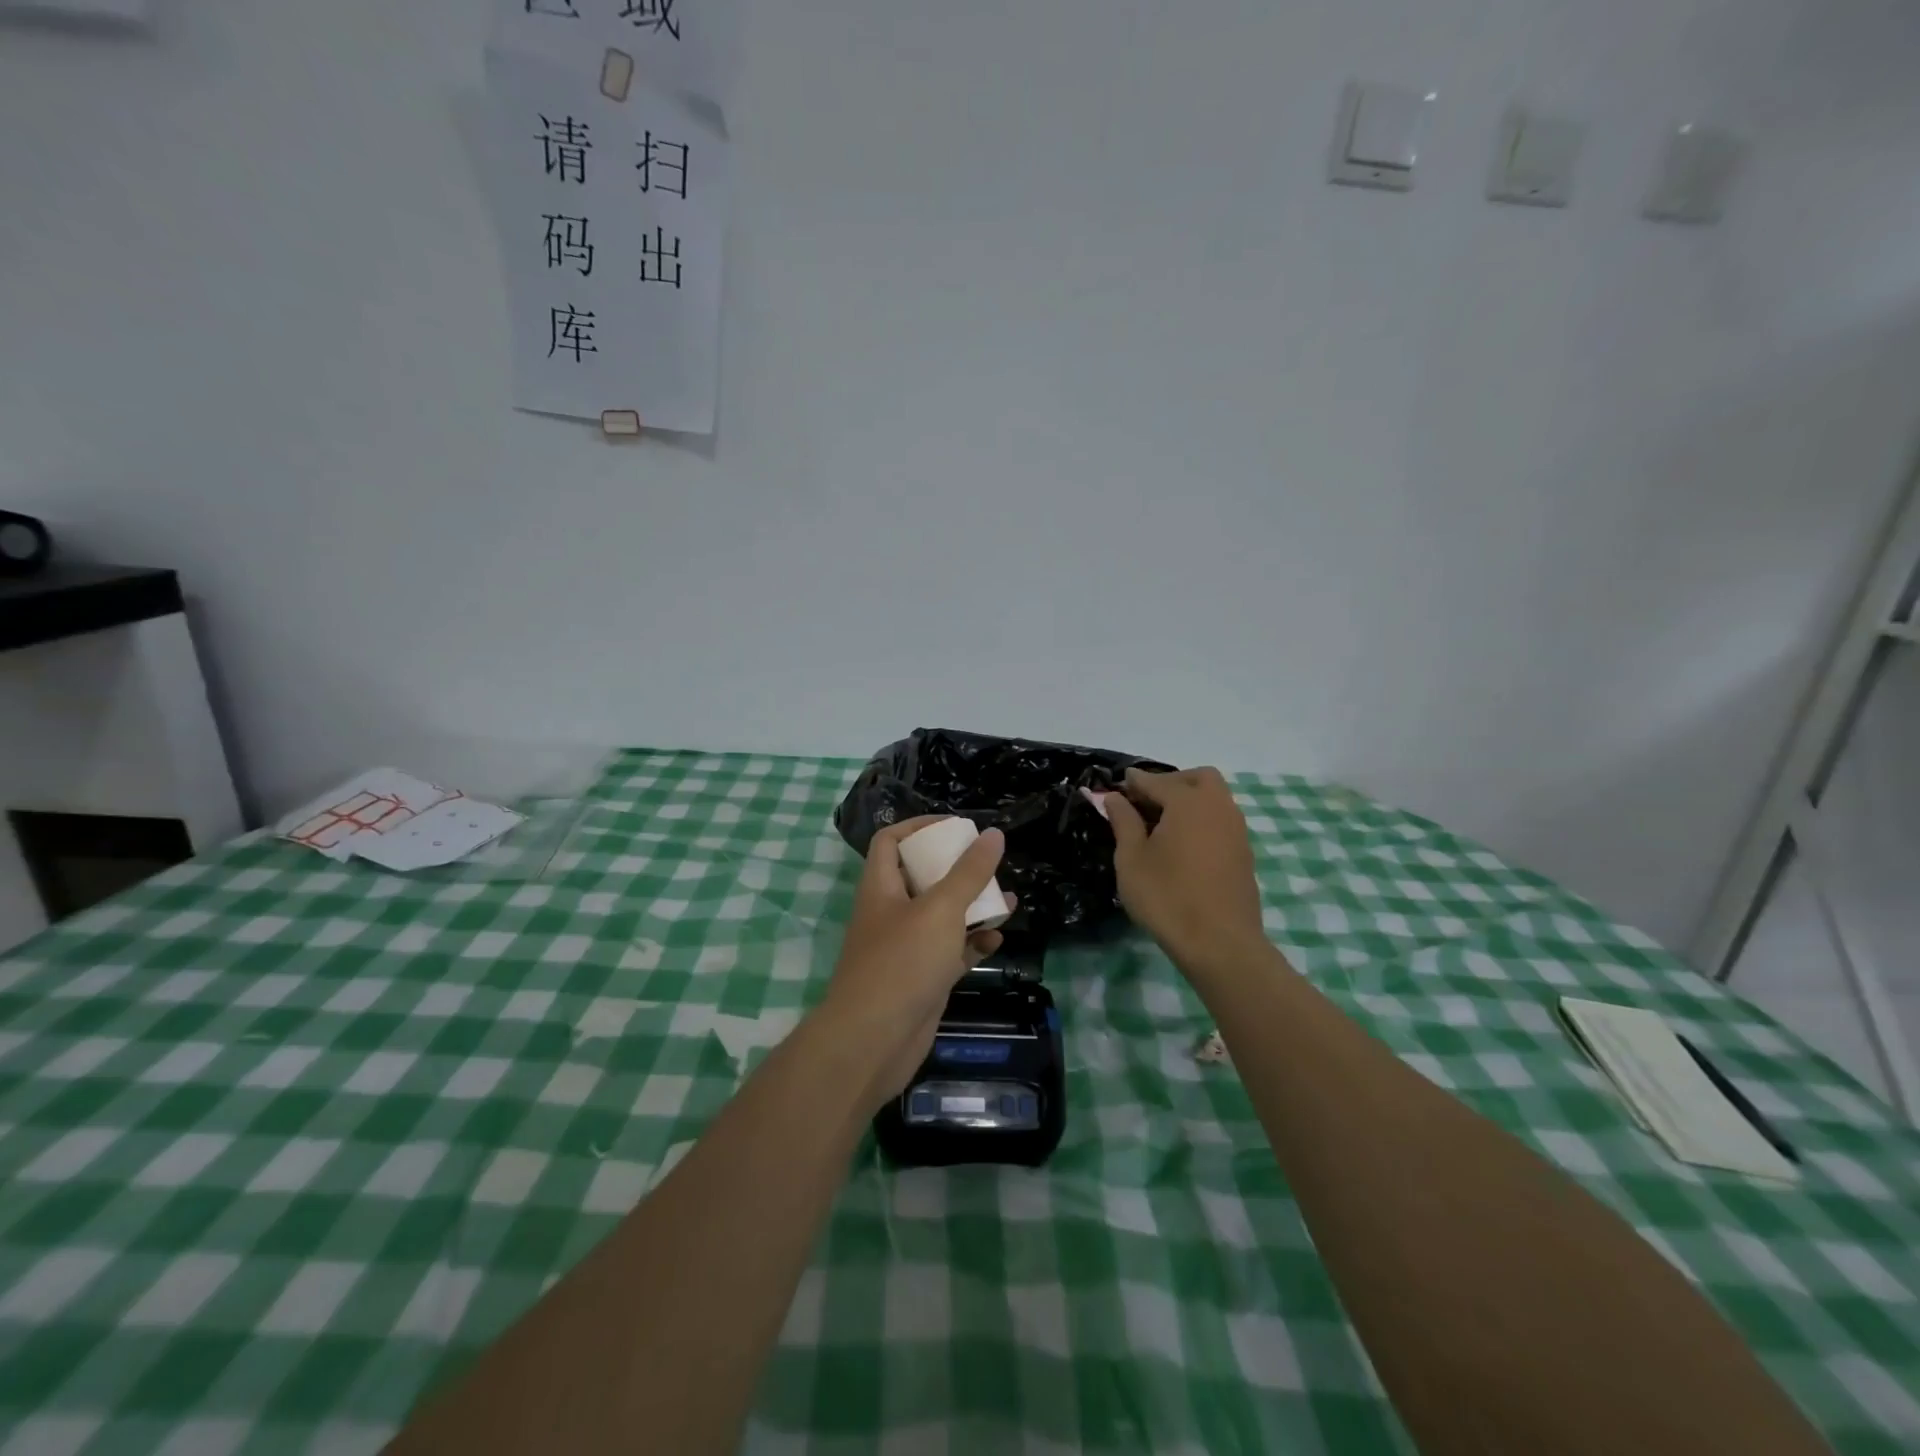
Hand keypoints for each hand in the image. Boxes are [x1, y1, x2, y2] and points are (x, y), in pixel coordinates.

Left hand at [820, 816, 1014, 1111]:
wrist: (874, 1042)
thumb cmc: (902, 963)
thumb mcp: (940, 909)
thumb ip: (969, 872)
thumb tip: (993, 834)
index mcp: (882, 887)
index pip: (891, 841)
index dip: (919, 827)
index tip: (956, 827)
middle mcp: (890, 913)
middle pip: (921, 877)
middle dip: (955, 869)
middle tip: (987, 863)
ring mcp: (906, 948)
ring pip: (941, 916)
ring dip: (971, 907)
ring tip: (1005, 900)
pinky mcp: (922, 979)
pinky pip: (951, 952)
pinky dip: (972, 944)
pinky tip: (997, 940)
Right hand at [1107, 768, 1265, 970]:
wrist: (1220, 944)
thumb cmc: (1167, 898)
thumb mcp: (1132, 859)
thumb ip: (1123, 821)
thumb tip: (1115, 797)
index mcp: (1188, 802)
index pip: (1155, 781)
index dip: (1133, 782)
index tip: (1115, 788)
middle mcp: (1218, 807)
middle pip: (1198, 778)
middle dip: (1171, 782)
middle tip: (1146, 803)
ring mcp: (1237, 830)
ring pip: (1215, 798)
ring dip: (1190, 801)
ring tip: (1162, 826)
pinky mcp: (1244, 853)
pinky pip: (1222, 821)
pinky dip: (1202, 821)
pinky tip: (1183, 846)